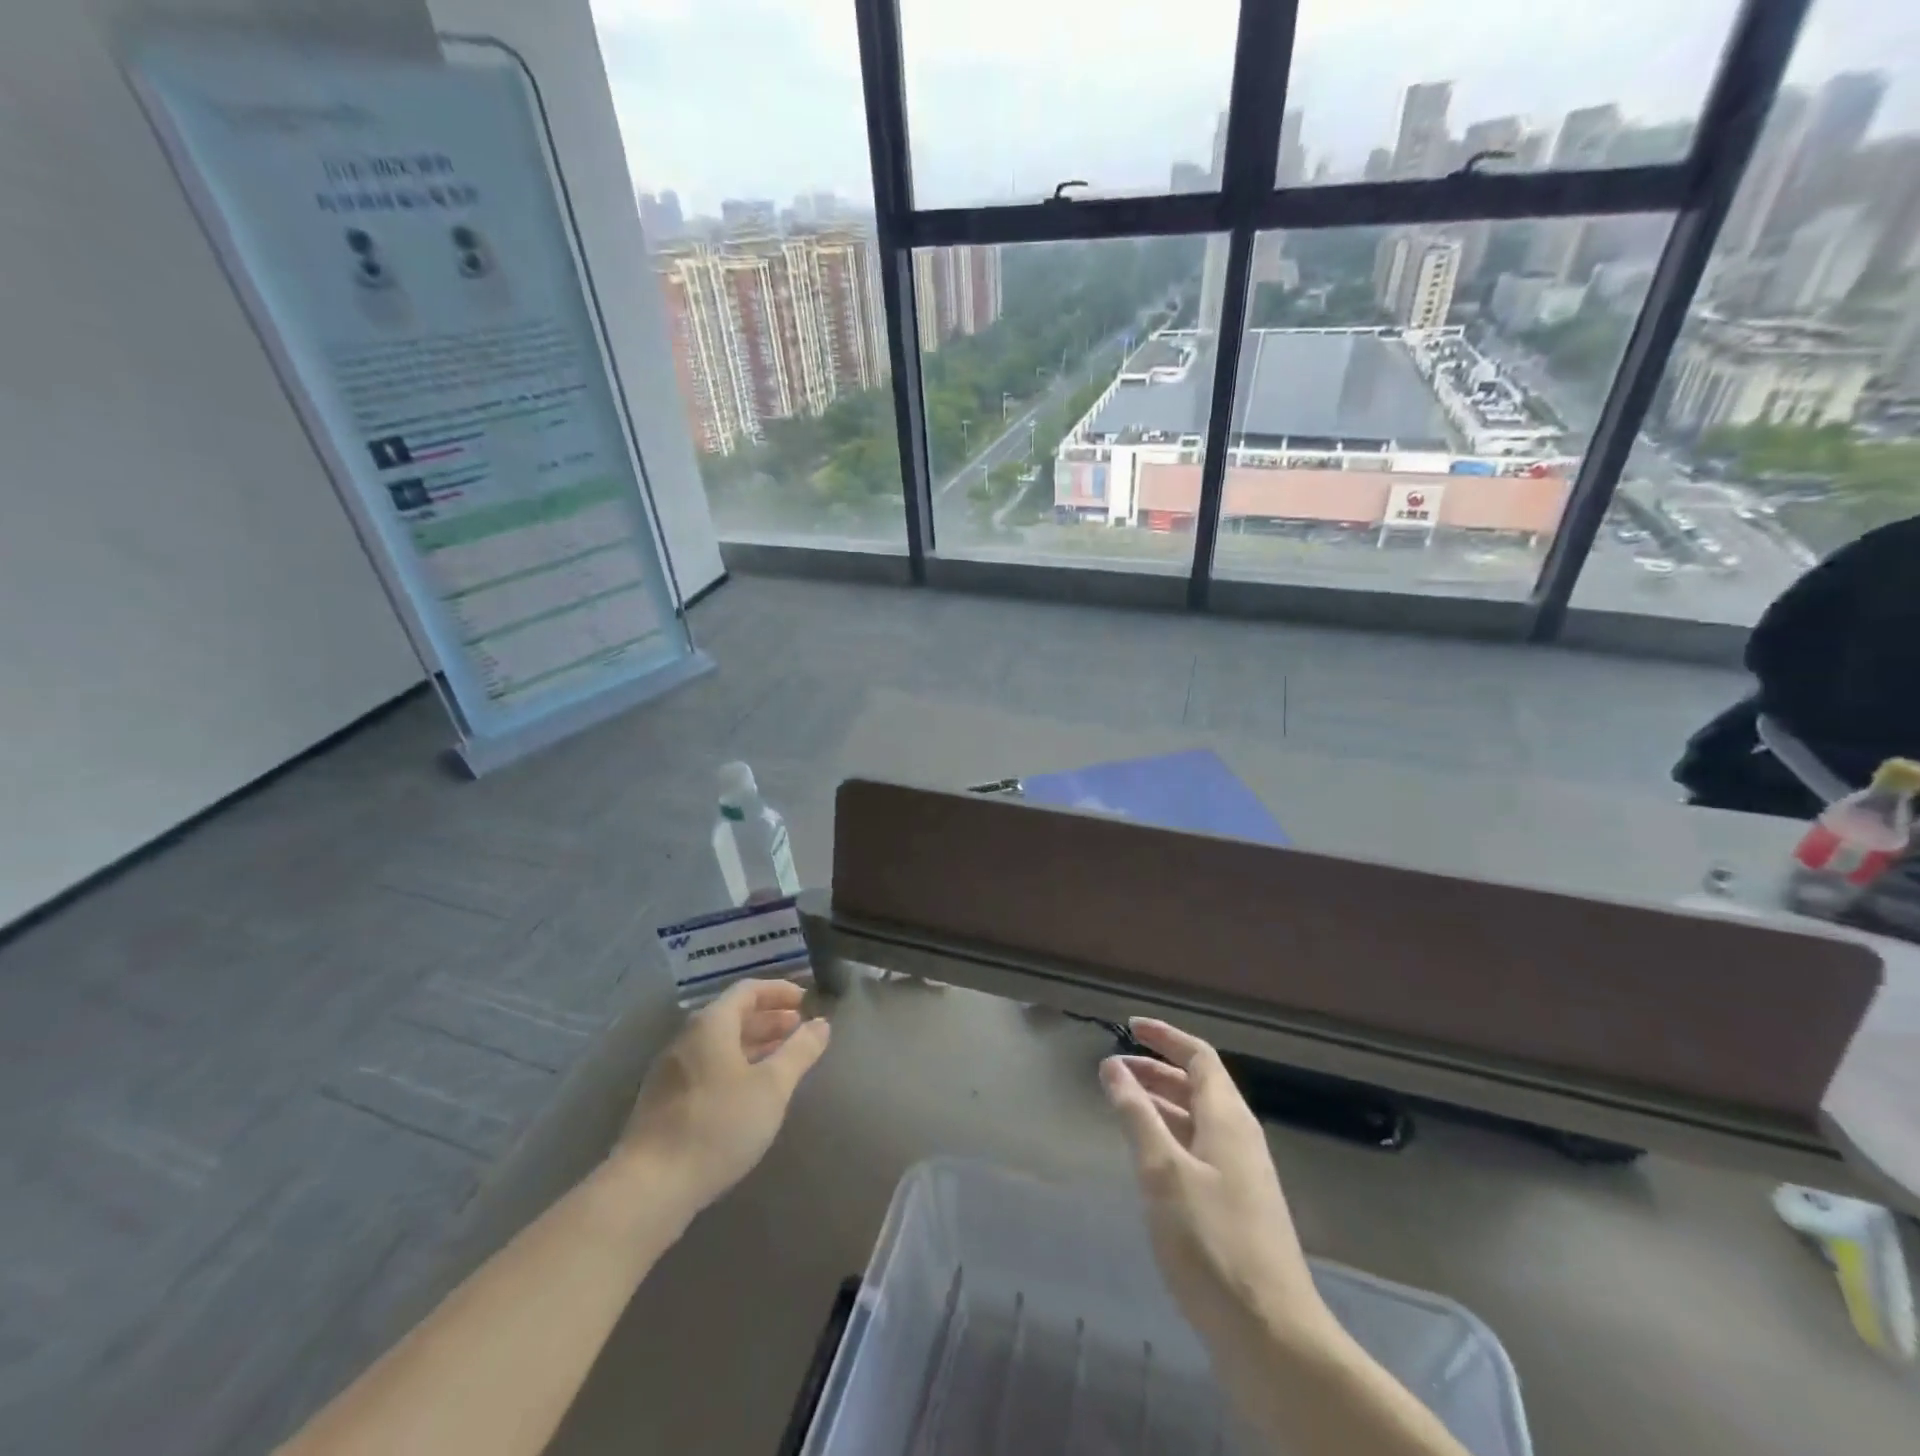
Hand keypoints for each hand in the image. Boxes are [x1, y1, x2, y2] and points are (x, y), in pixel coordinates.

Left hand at [616, 979, 829, 1217]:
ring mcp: (671, 1071)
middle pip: (732, 1015)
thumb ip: (799, 1052)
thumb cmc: (717, 1125)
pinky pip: (707, 1067)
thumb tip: (821, 1024)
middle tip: (799, 1030)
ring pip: (719, 1044)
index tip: (806, 1001)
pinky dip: (735, 1066)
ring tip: (782, 1060)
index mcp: (711, 1024)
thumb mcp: (771, 1087)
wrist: (649, 1187)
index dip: (779, 991)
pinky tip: (749, 1093)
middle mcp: (687, 1039)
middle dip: (769, 1019)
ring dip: (753, 1044)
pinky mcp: (664, 1102)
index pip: (748, 990)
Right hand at [1100, 1019, 1331, 1348]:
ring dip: (1161, 1105)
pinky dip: (1169, 1139)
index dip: (1165, 1037)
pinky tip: (1146, 1160)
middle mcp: (1239, 1138)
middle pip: (1198, 1087)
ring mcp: (1242, 1176)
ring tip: (1121, 1107)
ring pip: (1197, 1121)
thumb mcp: (1163, 1173)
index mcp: (1229, 1119)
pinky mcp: (1237, 1209)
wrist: (1272, 1339)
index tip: (1128, 1026)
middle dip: (1156, 1071)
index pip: (1199, 1057)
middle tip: (1113, 1070)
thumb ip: (1137, 1116)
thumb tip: (1113, 1066)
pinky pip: (1199, 1152)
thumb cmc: (1213, 1244)